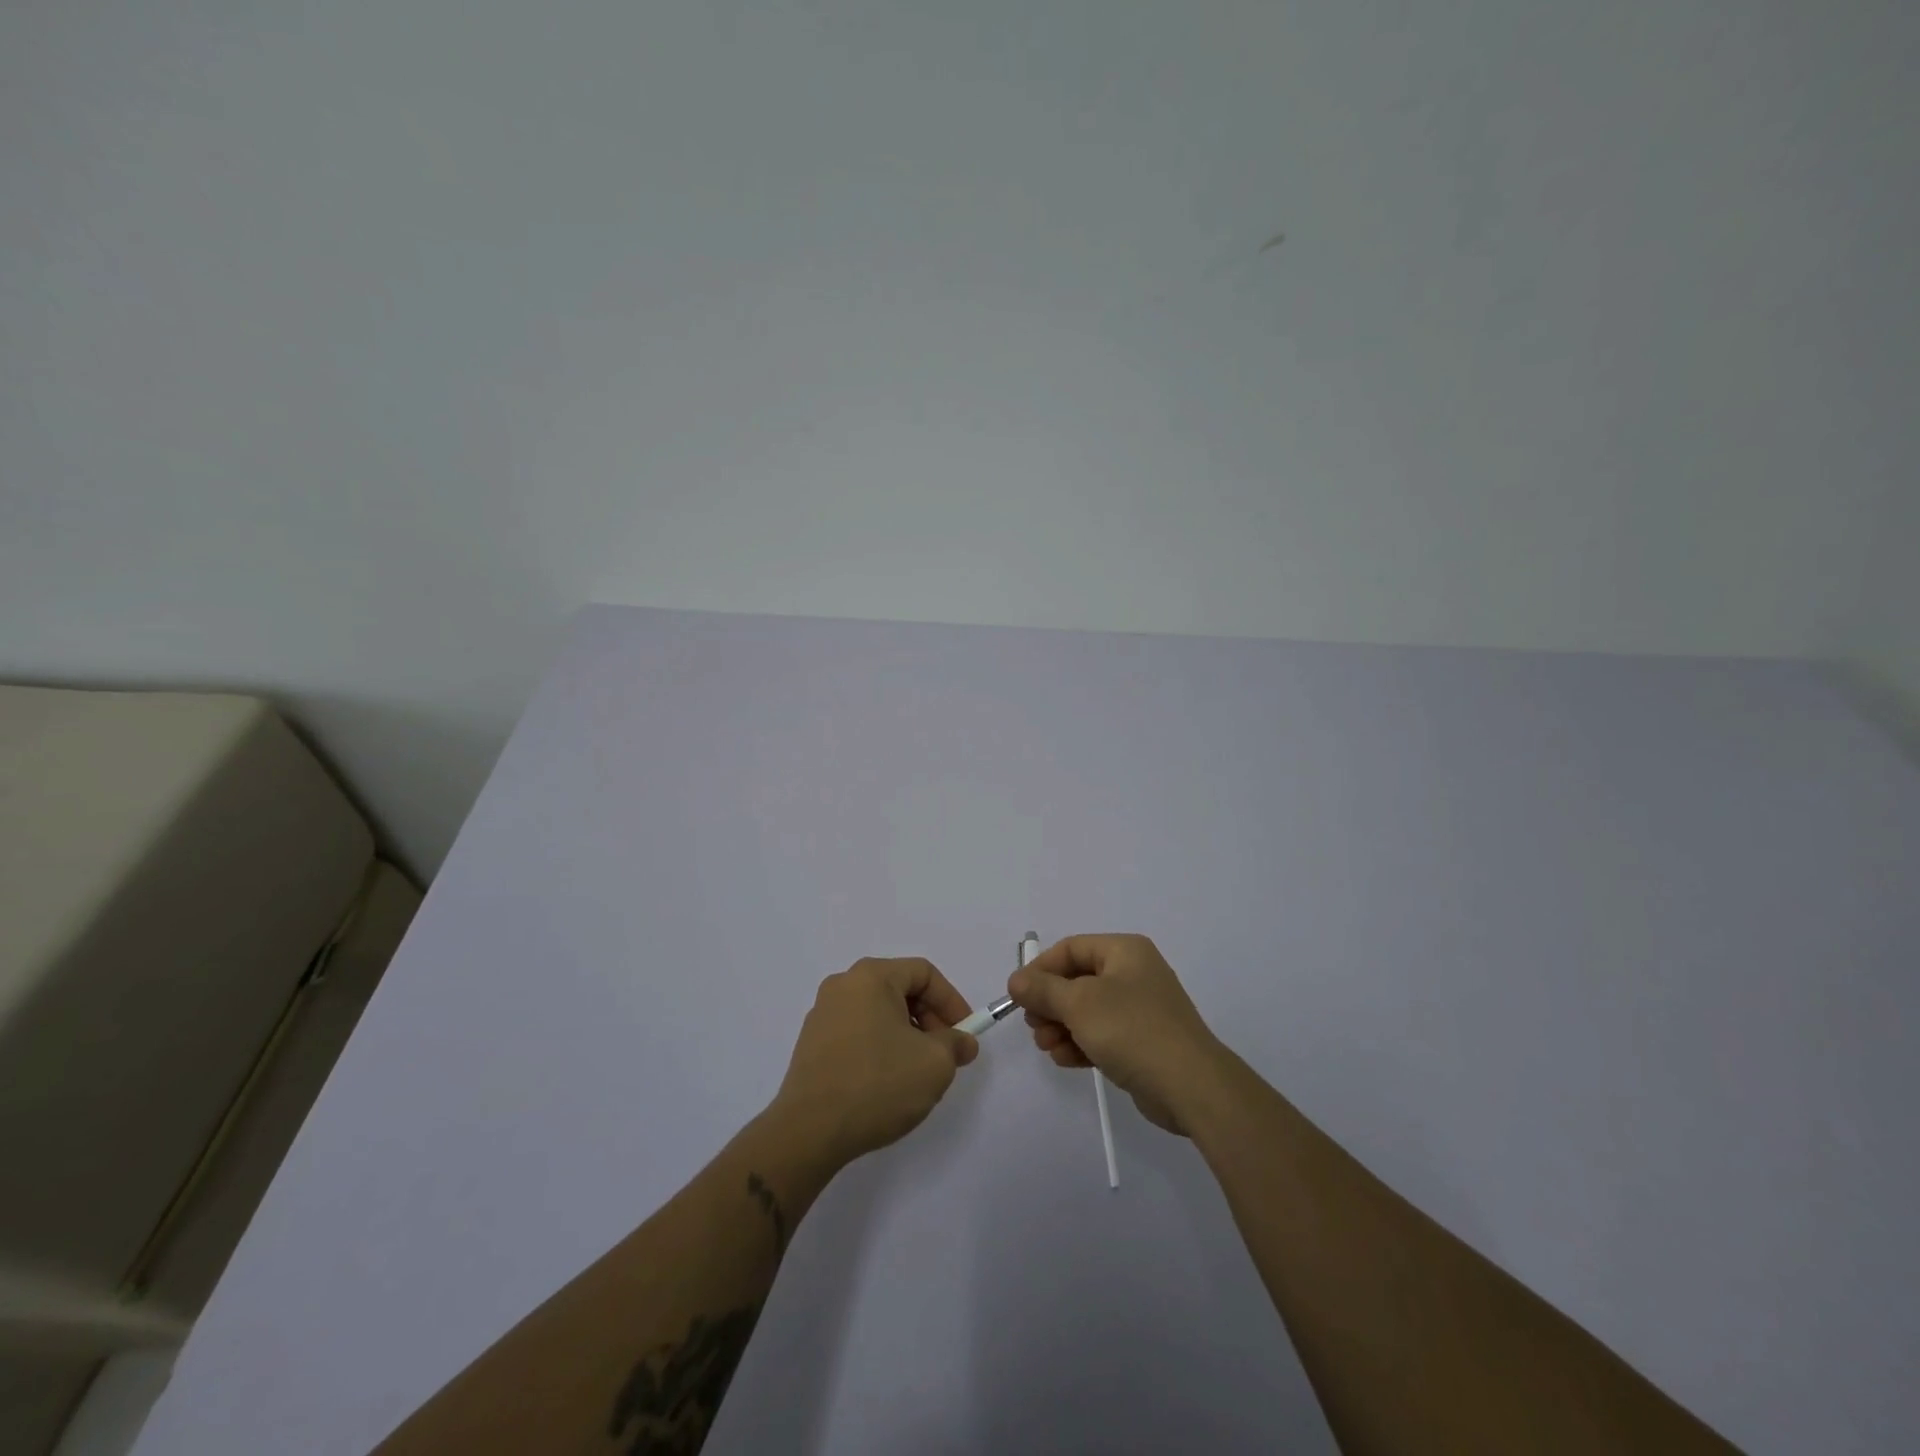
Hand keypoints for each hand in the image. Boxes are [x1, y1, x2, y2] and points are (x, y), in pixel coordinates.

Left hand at [771, 957, 978, 1169]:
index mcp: (871, 976)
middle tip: (945, 1054)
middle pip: (899, 990)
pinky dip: (880, 1048)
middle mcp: (843, 985)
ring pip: (879, 1013)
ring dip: (906, 1036)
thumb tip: (962, 1042)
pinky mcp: (811, 1045)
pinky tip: (886, 1083)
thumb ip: (955, 1044)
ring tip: (917, 1073)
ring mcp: (822, 1015)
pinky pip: (857, 1033)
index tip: (965, 1034)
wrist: (809, 1131)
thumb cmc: (877, 1084)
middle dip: (929, 1020)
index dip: (951, 1001)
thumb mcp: (934, 1064)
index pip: (924, 973)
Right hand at [1008, 934, 1227, 1136]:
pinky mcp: (1142, 1041)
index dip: (1040, 969)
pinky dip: (1081, 1043)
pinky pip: (1102, 1034)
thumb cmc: (1132, 1030)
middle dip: (1050, 1003)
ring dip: (1061, 1027)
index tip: (1018, 996)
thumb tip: (1016, 980)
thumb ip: (1043, 989)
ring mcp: (1140, 1009)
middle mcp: (1133, 973)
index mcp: (1124, 951)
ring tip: (1047, 1047)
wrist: (1191, 1086)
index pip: (1070, 948)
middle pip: (1077, 980)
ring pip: (1087, 1010)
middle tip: (1034, 1026)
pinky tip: (1066, 1060)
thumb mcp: (1079, 1004)